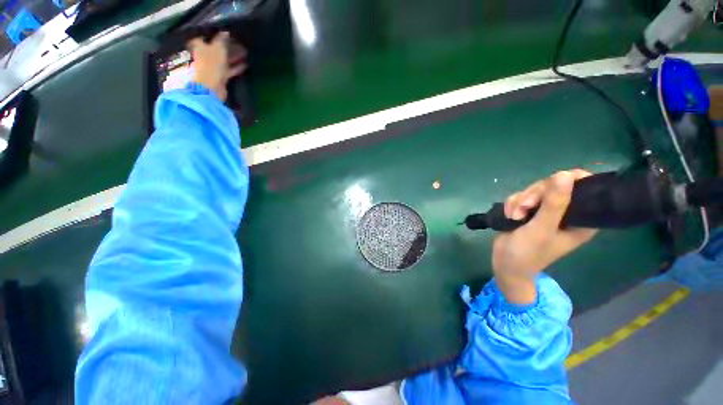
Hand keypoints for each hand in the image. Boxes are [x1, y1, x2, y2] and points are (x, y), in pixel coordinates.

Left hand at [188, 32, 247, 100]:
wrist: (211, 88)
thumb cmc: (211, 64)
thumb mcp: (218, 48)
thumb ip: (222, 40)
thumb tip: (226, 31)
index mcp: (200, 47)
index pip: (204, 37)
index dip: (211, 34)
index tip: (222, 31)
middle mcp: (205, 56)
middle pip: (216, 49)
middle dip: (226, 45)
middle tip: (238, 41)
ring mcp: (213, 67)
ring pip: (225, 60)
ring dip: (234, 56)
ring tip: (245, 52)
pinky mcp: (221, 77)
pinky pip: (230, 70)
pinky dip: (237, 67)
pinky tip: (246, 65)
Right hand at [492, 170, 597, 304]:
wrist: (505, 264)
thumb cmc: (528, 253)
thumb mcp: (542, 229)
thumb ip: (554, 204)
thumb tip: (565, 174)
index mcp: (580, 219)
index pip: (585, 189)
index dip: (571, 181)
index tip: (552, 184)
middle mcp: (565, 213)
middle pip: (553, 186)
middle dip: (534, 195)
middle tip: (524, 208)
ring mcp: (545, 212)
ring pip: (534, 191)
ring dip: (520, 201)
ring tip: (514, 216)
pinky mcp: (528, 212)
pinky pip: (521, 197)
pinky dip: (512, 205)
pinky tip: (509, 216)